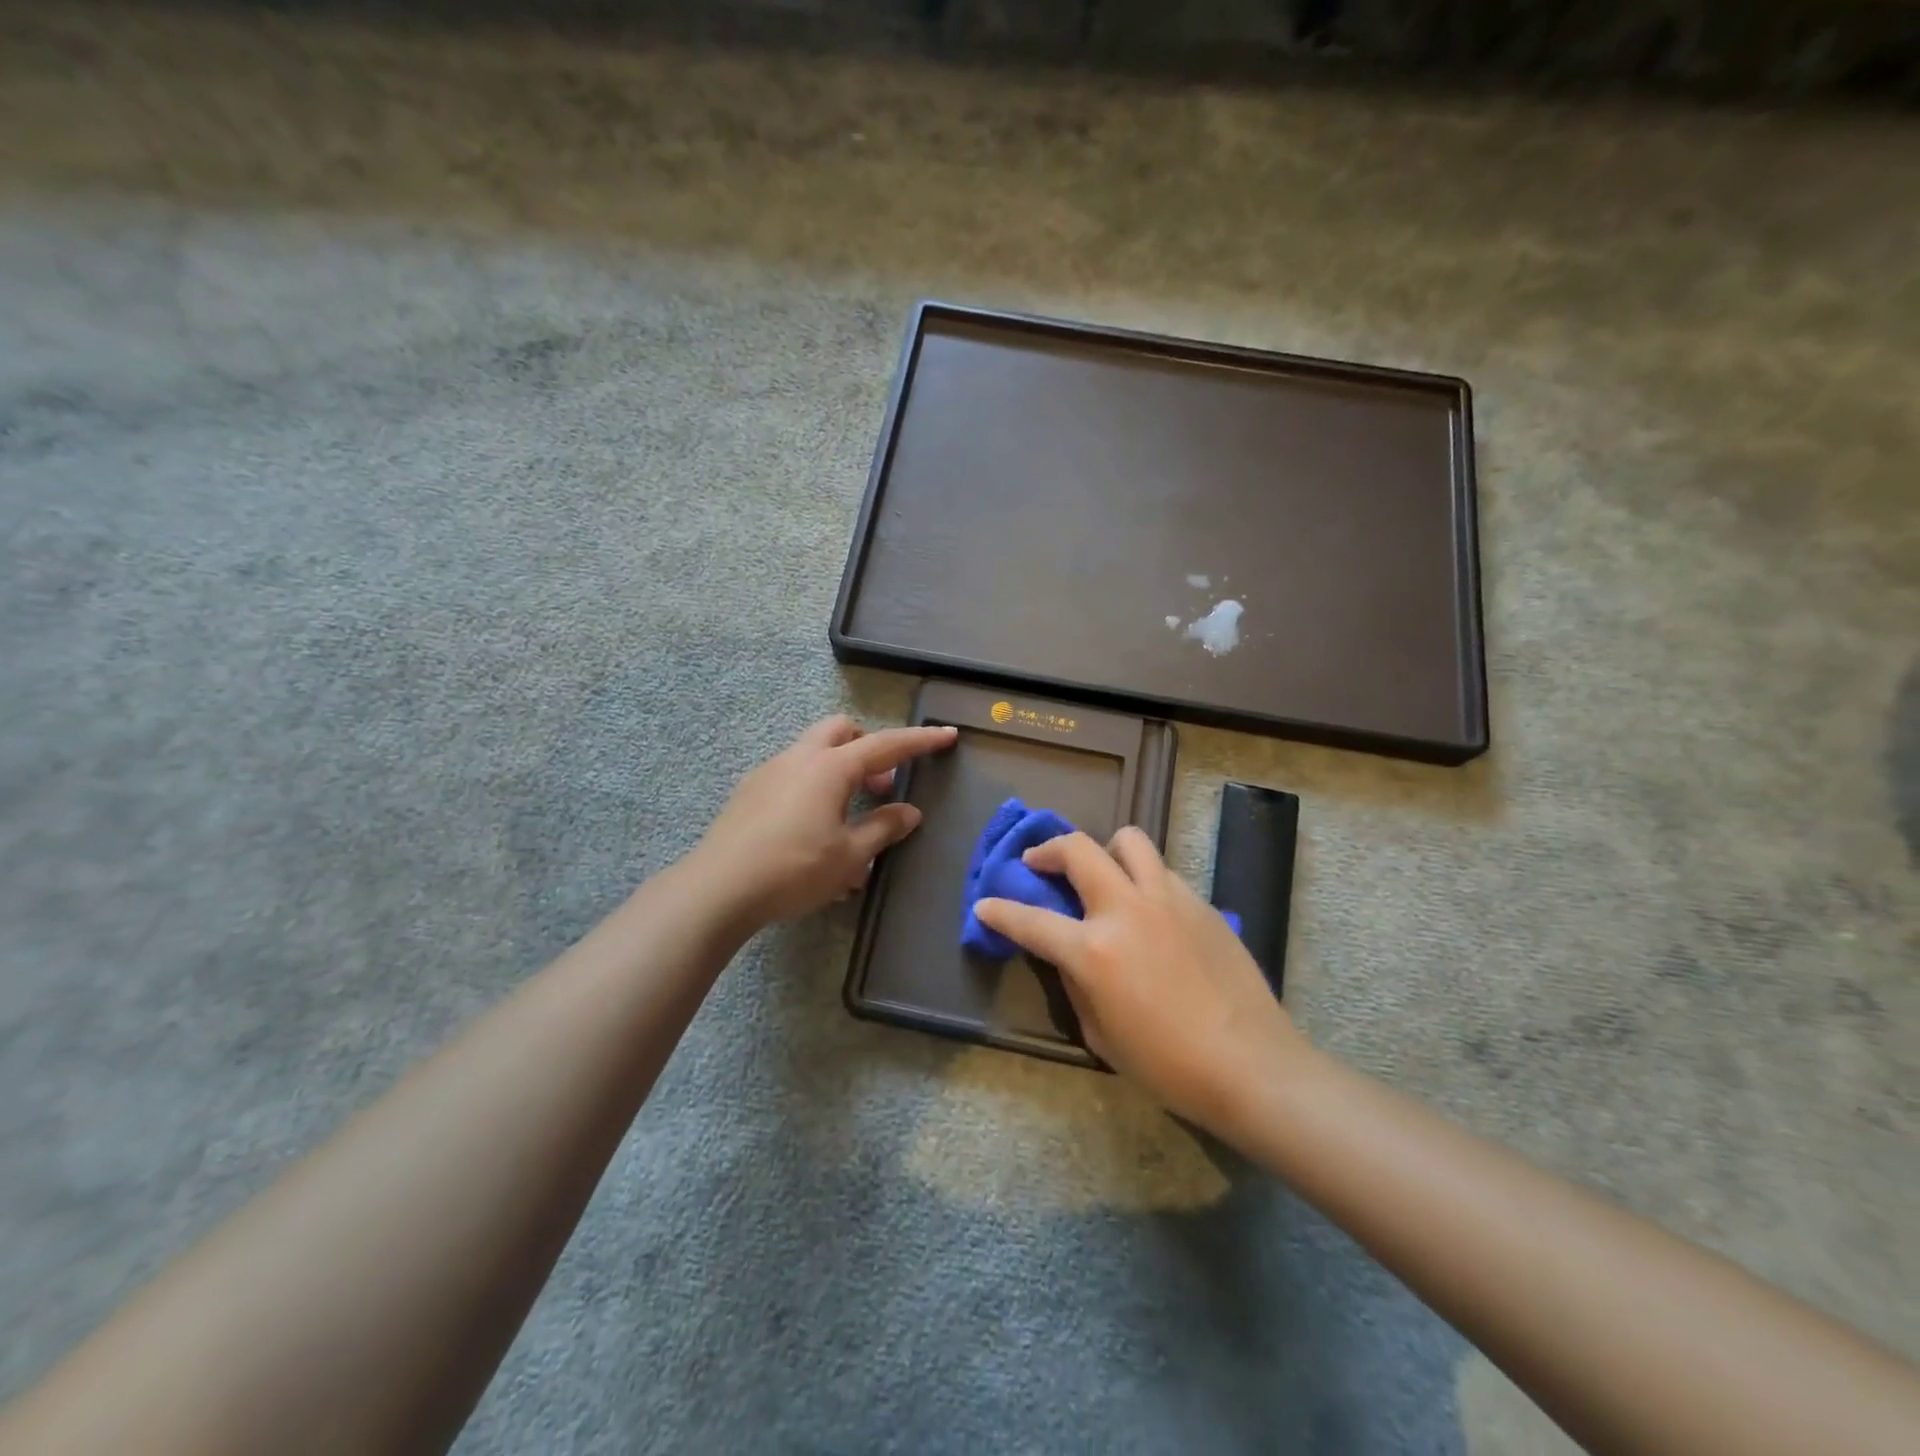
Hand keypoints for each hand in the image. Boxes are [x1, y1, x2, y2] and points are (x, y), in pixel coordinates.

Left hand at [693, 715, 956, 926]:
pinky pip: (793, 775)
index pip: (886, 745)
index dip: (920, 740)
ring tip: (850, 819)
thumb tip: (910, 812)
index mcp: (830, 767)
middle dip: (869, 748)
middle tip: (882, 786)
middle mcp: (799, 758)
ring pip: (815, 751)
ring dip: (841, 771)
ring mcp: (770, 771)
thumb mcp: (849, 856)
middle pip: (842, 731)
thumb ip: (883, 829)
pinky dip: (815, 788)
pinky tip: (814, 832)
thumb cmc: (794, 870)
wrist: (717, 889)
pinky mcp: (750, 791)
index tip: (947, 735)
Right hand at [974, 828, 1306, 1138]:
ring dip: (1104, 850)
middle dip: (1048, 850)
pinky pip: (1162, 872)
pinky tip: (1148, 911)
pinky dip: (1143, 880)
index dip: (1000, 912)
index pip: (1032, 920)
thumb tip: (1070, 957)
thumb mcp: (1101, 1035)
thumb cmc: (1168, 1066)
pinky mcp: (1201, 903)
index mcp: (1094, 950)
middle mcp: (1127, 909)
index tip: (984, 904)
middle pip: (1078, 850)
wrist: (1251, 1066)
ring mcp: (1168, 899)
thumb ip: (1077, 985)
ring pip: (1129, 841)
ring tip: (1102, 873)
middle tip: (1039, 864)